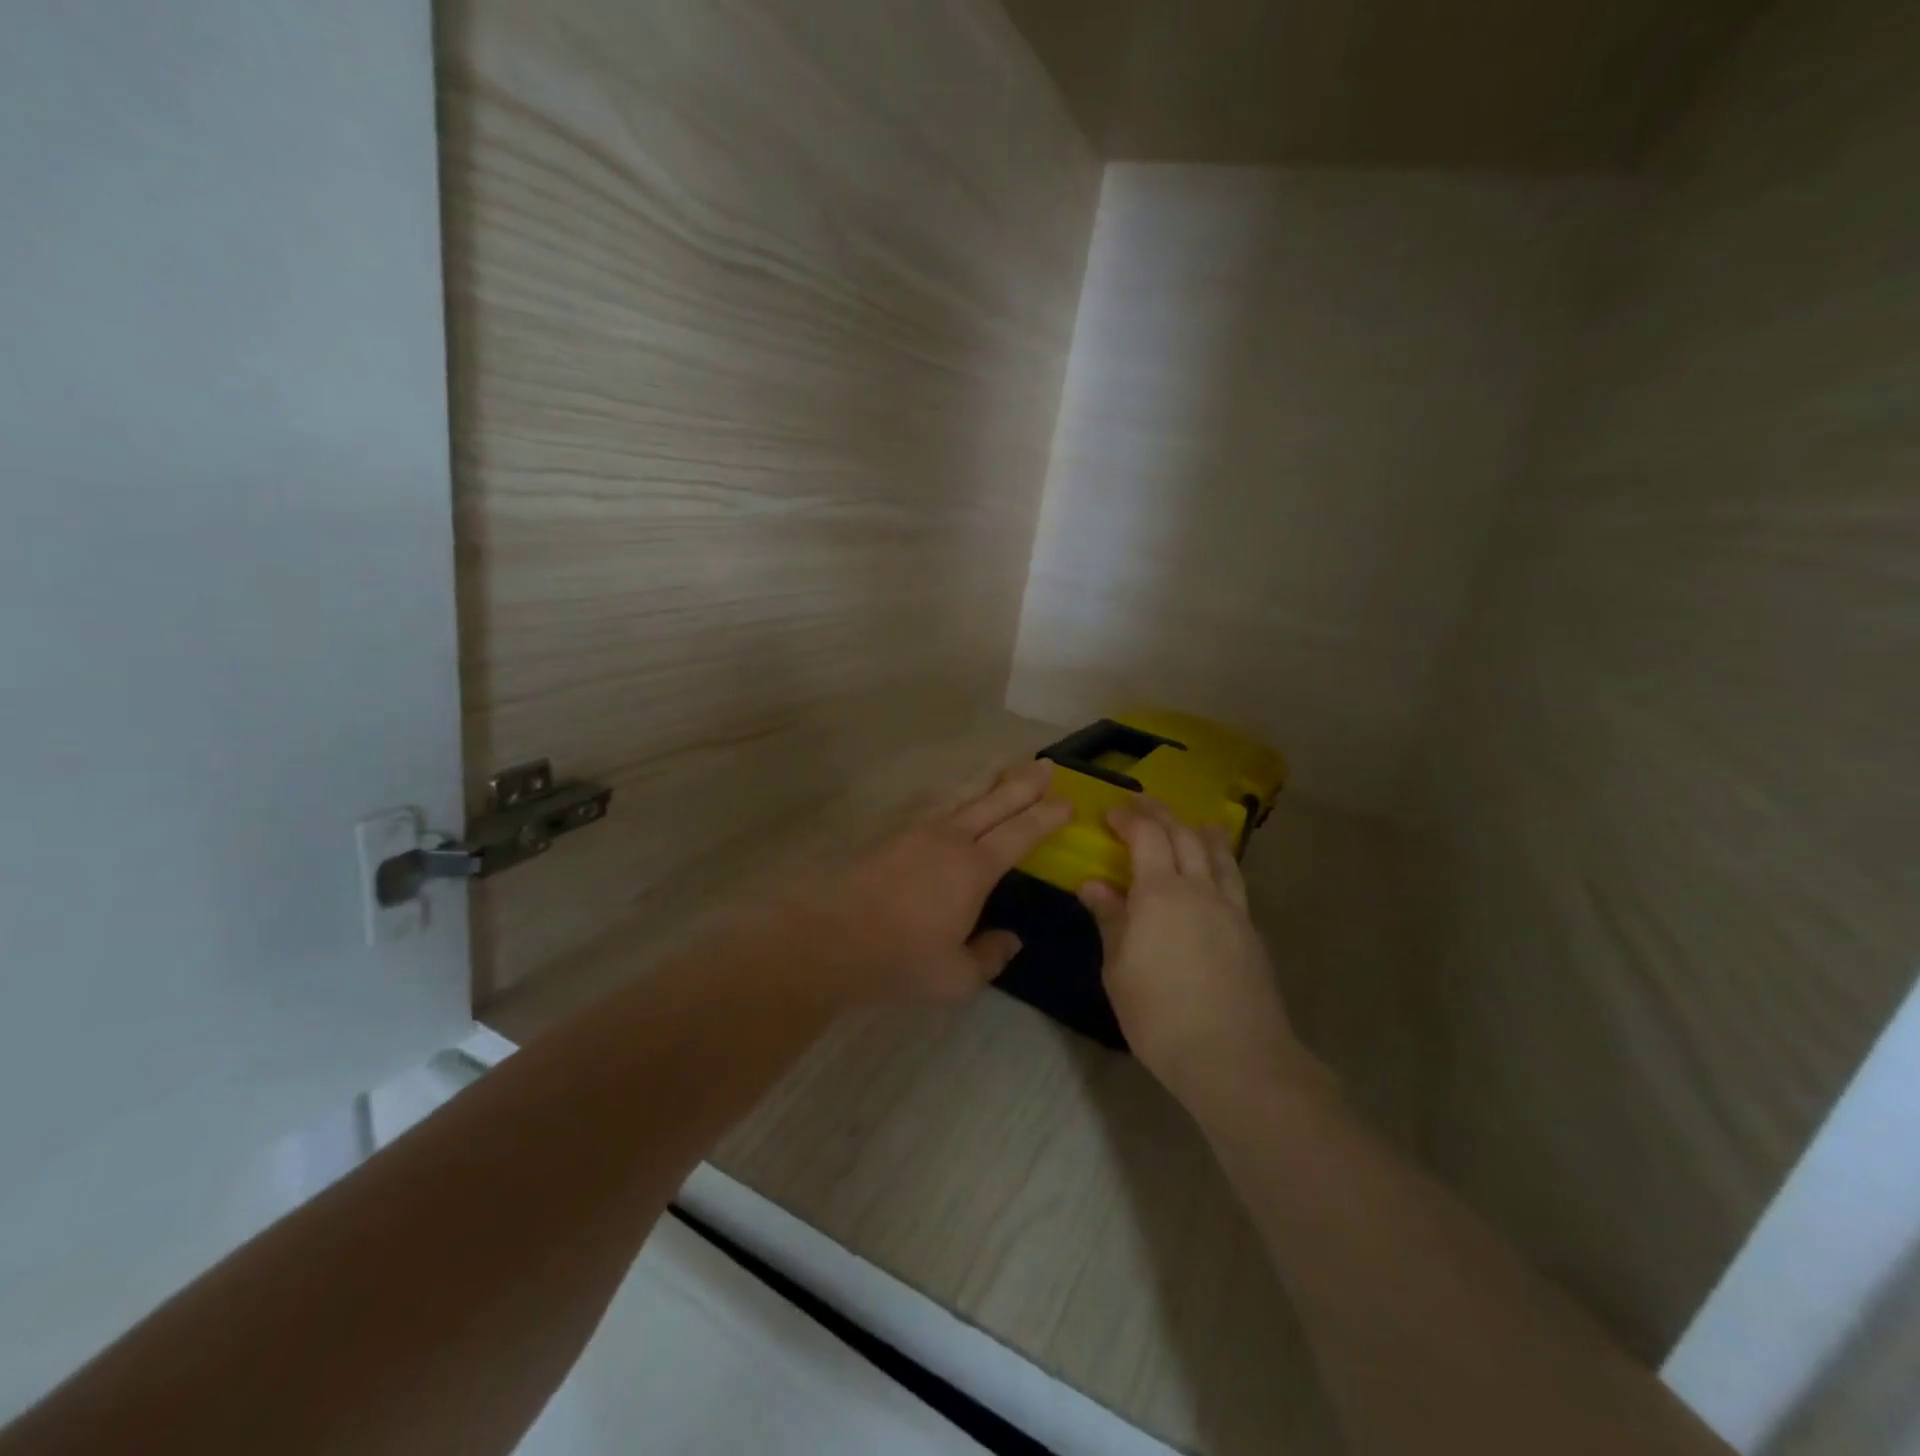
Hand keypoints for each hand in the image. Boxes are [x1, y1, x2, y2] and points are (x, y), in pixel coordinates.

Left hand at [804, 760, 1070, 1006]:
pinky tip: (955, 793)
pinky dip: (954, 791)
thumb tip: (1011, 939)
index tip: (1068, 802)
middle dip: (1024, 782)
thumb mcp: (956, 977)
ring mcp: (919, 831)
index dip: (1047, 816)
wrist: (831, 938)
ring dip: (989, 778)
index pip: (1021, 832)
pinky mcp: (893, 833)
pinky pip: (935, 802)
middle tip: (1047, 764)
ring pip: (963, 794)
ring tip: (1005, 763)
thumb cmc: (900, 959)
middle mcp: (951, 838)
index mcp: (975, 868)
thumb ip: (989, 956)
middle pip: (995, 801)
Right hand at [1081, 799, 1329, 1112]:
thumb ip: (1110, 920)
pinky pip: (1234, 881)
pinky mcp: (1251, 932)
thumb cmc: (1160, 1016)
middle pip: (1184, 835)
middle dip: (1161, 814)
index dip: (1129, 818)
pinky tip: (1217, 873)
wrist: (1236, 1058)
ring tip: (1194, 823)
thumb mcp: (1119, 970)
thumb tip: (1093, 885)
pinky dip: (1221, 862)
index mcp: (1161, 893)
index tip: (1111, 812)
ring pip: (1219, 854)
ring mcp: (1232, 909)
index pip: (1147, 836)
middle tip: (1141, 805)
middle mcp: (1200, 889)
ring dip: (1200, 832)